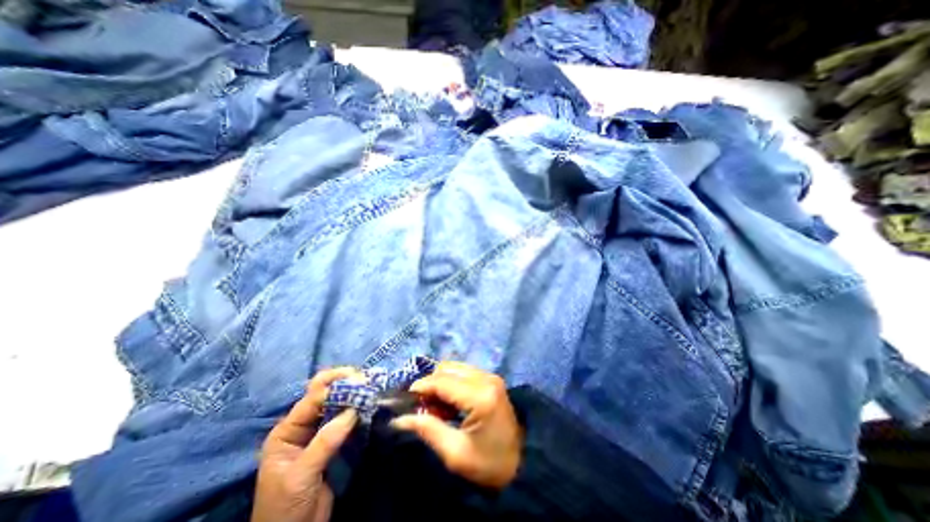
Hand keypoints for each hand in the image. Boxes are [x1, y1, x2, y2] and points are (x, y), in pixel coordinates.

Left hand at [253, 366, 363, 520]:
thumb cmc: (286, 508)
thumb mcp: (302, 475)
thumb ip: (325, 442)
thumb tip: (353, 410)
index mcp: (286, 431)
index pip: (313, 399)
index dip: (336, 386)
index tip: (360, 381)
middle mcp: (302, 425)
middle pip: (323, 394)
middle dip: (343, 382)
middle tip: (365, 379)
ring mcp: (317, 432)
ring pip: (336, 403)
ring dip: (352, 394)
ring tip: (371, 387)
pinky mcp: (331, 440)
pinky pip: (344, 417)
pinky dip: (356, 408)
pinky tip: (368, 404)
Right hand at [392, 364, 521, 489]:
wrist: (523, 462)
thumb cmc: (489, 464)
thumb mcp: (455, 454)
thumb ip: (428, 429)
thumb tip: (400, 418)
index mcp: (480, 396)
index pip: (442, 381)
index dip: (421, 387)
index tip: (405, 400)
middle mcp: (486, 378)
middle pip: (447, 368)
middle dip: (430, 384)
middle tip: (423, 407)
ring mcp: (490, 376)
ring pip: (454, 367)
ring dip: (440, 382)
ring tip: (436, 406)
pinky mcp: (491, 378)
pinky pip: (463, 372)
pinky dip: (451, 382)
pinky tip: (450, 402)